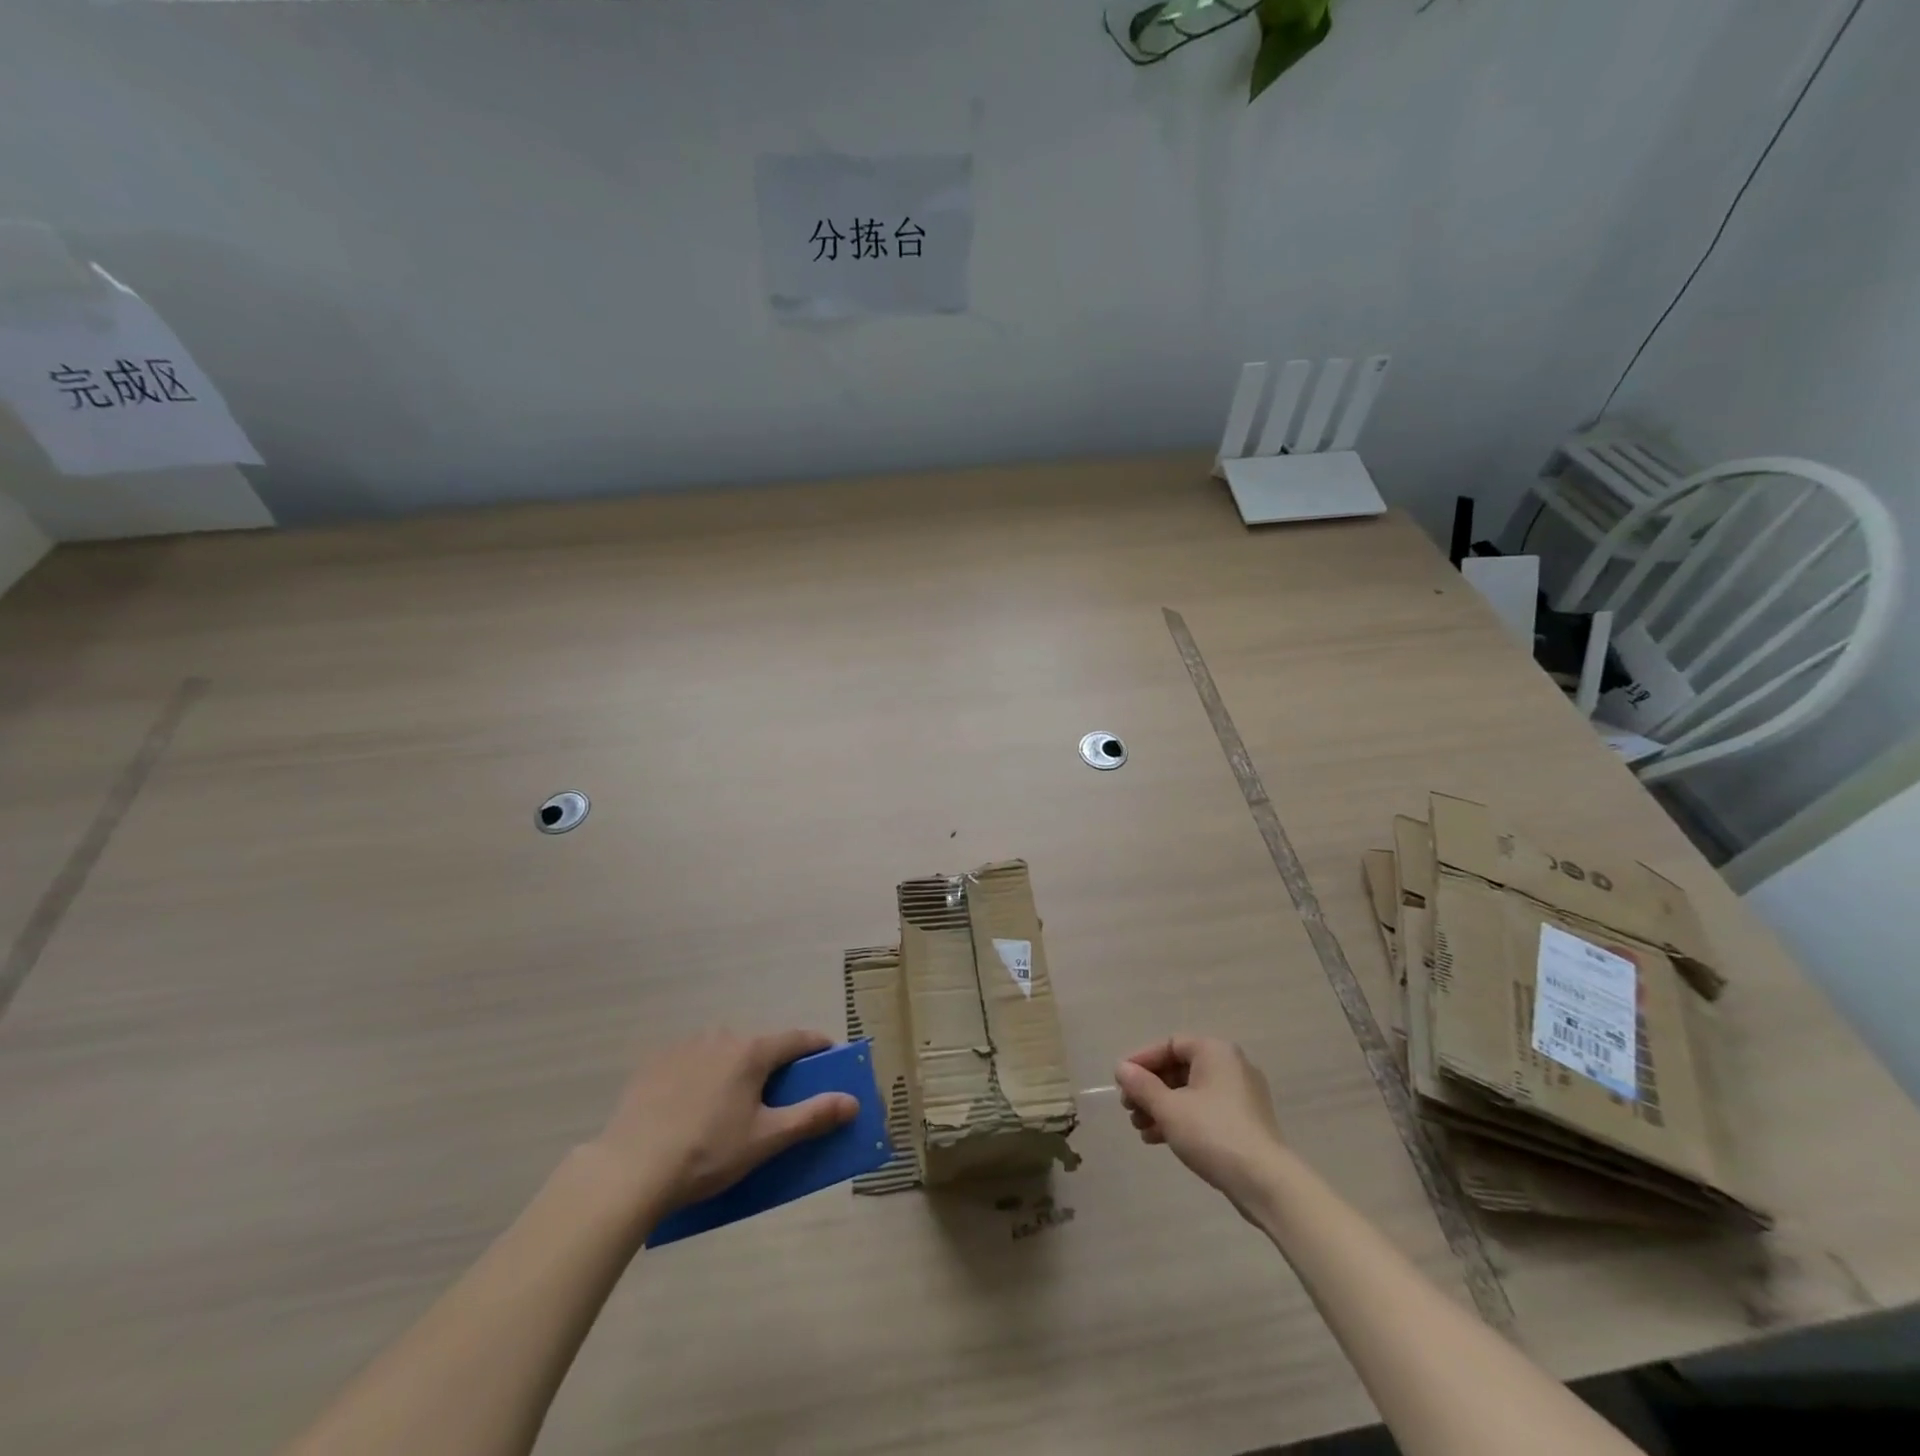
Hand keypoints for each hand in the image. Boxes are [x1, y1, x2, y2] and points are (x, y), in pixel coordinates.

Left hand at [590, 1028, 857, 1225]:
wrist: (630, 1169)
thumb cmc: (708, 1153)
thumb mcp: (765, 1140)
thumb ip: (812, 1116)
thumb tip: (852, 1101)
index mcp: (752, 1051)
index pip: (798, 1039)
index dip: (819, 1047)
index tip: (831, 1059)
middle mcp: (721, 1036)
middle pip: (759, 1046)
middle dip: (773, 1067)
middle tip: (775, 1101)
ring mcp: (685, 1046)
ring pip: (724, 1052)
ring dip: (735, 1070)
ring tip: (728, 1109)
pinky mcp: (655, 1062)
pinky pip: (692, 1062)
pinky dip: (701, 1076)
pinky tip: (691, 1109)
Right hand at [1114, 1036, 1285, 1217]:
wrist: (1265, 1183)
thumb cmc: (1213, 1133)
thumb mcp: (1169, 1108)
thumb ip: (1141, 1086)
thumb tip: (1121, 1069)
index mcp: (1215, 1052)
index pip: (1170, 1045)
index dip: (1142, 1061)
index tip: (1121, 1081)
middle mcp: (1230, 1066)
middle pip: (1179, 1069)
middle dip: (1150, 1089)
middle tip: (1128, 1108)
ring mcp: (1241, 1096)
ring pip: (1190, 1093)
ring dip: (1161, 1107)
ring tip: (1139, 1128)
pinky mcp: (1245, 1122)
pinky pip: (1205, 1111)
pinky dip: (1181, 1120)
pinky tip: (1158, 1139)